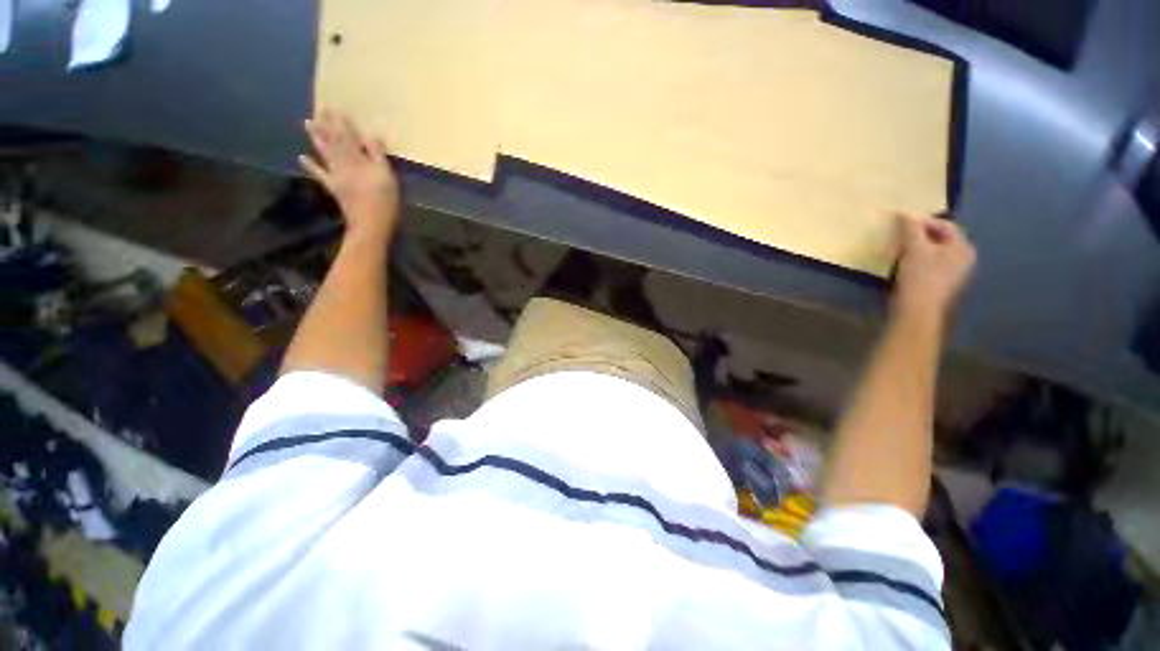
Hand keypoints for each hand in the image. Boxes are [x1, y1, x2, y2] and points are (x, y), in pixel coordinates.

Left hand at [300, 110, 399, 239]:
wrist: (370, 224)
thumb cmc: (384, 201)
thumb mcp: (387, 176)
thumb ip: (378, 155)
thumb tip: (372, 135)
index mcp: (358, 160)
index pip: (349, 137)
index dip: (343, 123)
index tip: (336, 108)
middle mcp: (344, 164)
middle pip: (335, 142)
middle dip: (328, 125)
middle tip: (320, 109)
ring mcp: (336, 176)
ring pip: (325, 153)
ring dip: (316, 138)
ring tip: (307, 123)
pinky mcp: (334, 188)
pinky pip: (320, 175)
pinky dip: (311, 167)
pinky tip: (301, 158)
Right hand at [892, 214, 975, 319]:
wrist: (918, 311)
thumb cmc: (920, 276)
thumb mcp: (914, 248)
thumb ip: (911, 229)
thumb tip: (905, 214)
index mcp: (963, 247)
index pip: (945, 225)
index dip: (923, 220)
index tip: (901, 222)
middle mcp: (964, 259)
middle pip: (942, 239)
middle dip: (920, 235)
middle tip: (900, 235)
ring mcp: (955, 275)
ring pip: (936, 253)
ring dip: (918, 249)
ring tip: (899, 249)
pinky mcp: (942, 286)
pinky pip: (931, 266)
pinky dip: (918, 261)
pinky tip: (904, 265)